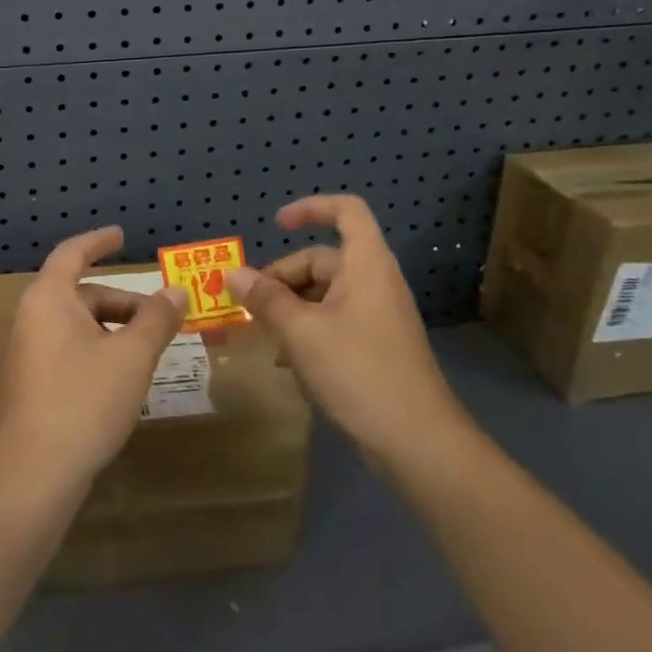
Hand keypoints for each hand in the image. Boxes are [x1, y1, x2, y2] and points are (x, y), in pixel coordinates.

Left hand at [0, 226, 188, 488]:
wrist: (34, 475)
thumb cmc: (84, 401)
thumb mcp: (132, 356)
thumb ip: (157, 319)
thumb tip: (177, 291)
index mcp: (49, 299)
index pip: (73, 253)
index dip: (99, 241)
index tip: (122, 236)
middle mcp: (33, 319)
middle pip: (81, 294)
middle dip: (123, 302)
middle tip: (161, 316)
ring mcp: (29, 354)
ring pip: (77, 326)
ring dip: (114, 329)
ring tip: (149, 350)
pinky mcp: (32, 385)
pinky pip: (70, 351)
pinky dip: (99, 351)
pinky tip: (123, 379)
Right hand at [225, 195, 466, 464]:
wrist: (418, 442)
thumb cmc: (359, 372)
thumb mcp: (302, 332)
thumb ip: (266, 299)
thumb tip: (233, 274)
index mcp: (365, 265)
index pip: (346, 211)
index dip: (310, 209)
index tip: (276, 225)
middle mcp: (373, 282)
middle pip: (322, 259)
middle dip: (282, 278)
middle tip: (249, 306)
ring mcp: (376, 315)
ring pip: (323, 294)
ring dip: (289, 307)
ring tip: (262, 334)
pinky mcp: (374, 346)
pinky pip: (333, 321)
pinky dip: (306, 330)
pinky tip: (285, 360)